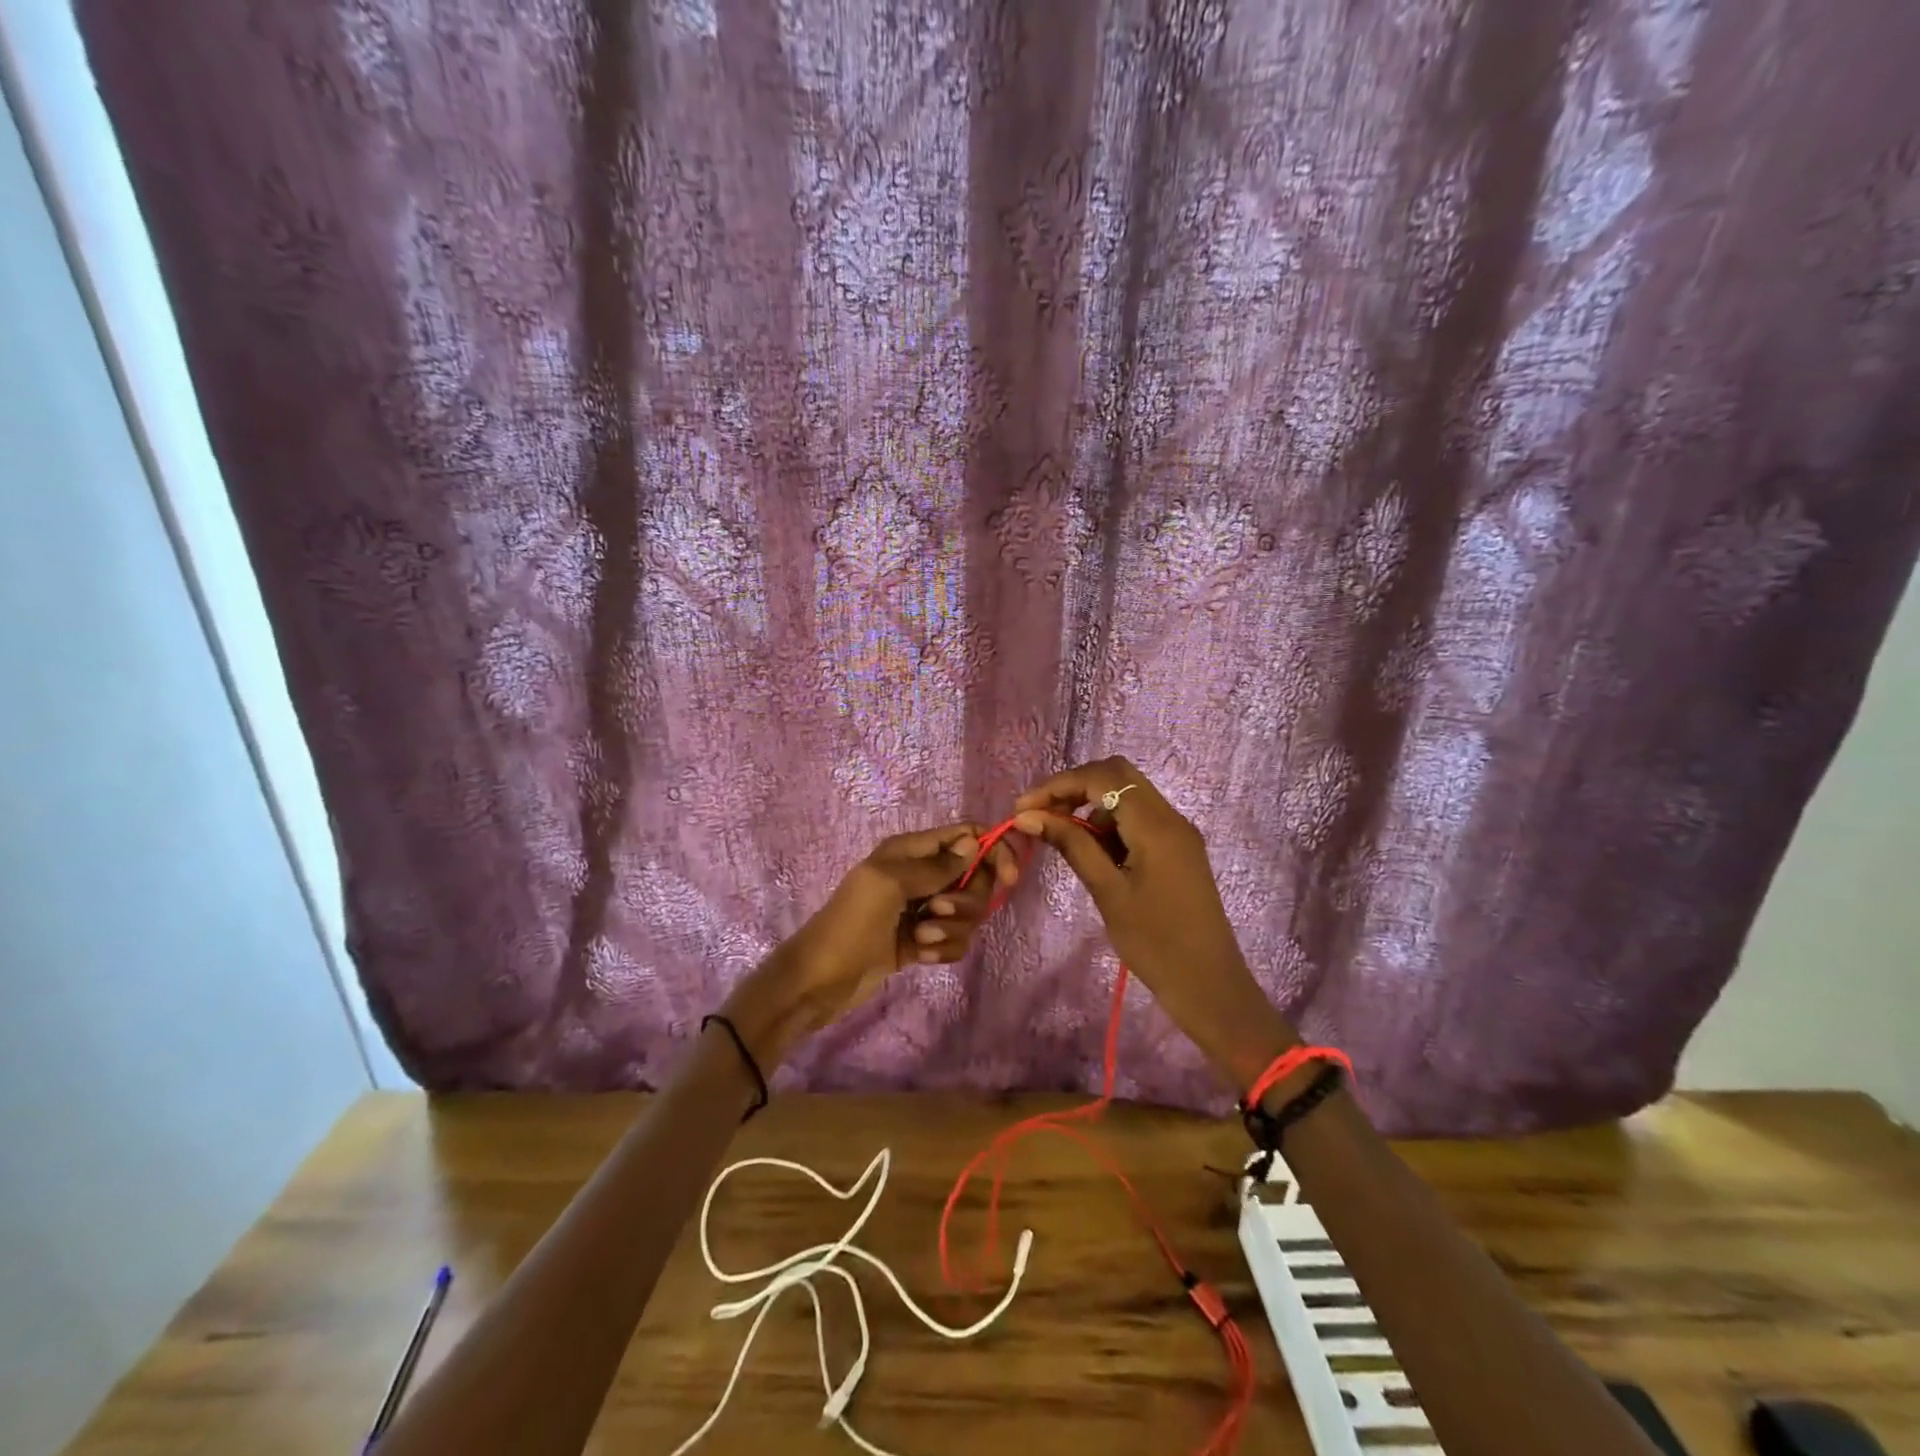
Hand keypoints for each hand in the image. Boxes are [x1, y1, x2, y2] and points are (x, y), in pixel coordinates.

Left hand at [723, 822, 1018, 1063]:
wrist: (821, 980)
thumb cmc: (851, 923)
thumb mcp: (889, 884)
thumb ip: (935, 865)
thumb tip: (974, 842)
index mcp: (910, 851)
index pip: (966, 836)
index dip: (992, 851)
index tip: (1009, 878)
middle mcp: (921, 875)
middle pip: (975, 878)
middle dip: (965, 901)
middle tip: (935, 913)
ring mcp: (923, 910)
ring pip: (968, 913)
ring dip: (951, 930)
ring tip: (919, 940)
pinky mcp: (922, 941)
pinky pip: (955, 940)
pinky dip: (943, 950)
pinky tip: (918, 957)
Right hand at [1012, 757, 1297, 1091]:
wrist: (1210, 986)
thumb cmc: (1155, 944)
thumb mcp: (1107, 892)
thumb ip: (1071, 845)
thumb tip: (1028, 816)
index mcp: (1157, 825)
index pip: (1102, 777)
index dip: (1058, 785)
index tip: (1023, 809)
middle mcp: (1171, 818)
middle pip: (1118, 775)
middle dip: (1074, 787)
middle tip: (1041, 814)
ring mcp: (1178, 833)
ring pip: (1128, 795)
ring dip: (1091, 804)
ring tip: (1059, 834)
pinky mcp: (1178, 850)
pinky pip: (1139, 819)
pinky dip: (1110, 823)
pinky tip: (1089, 849)